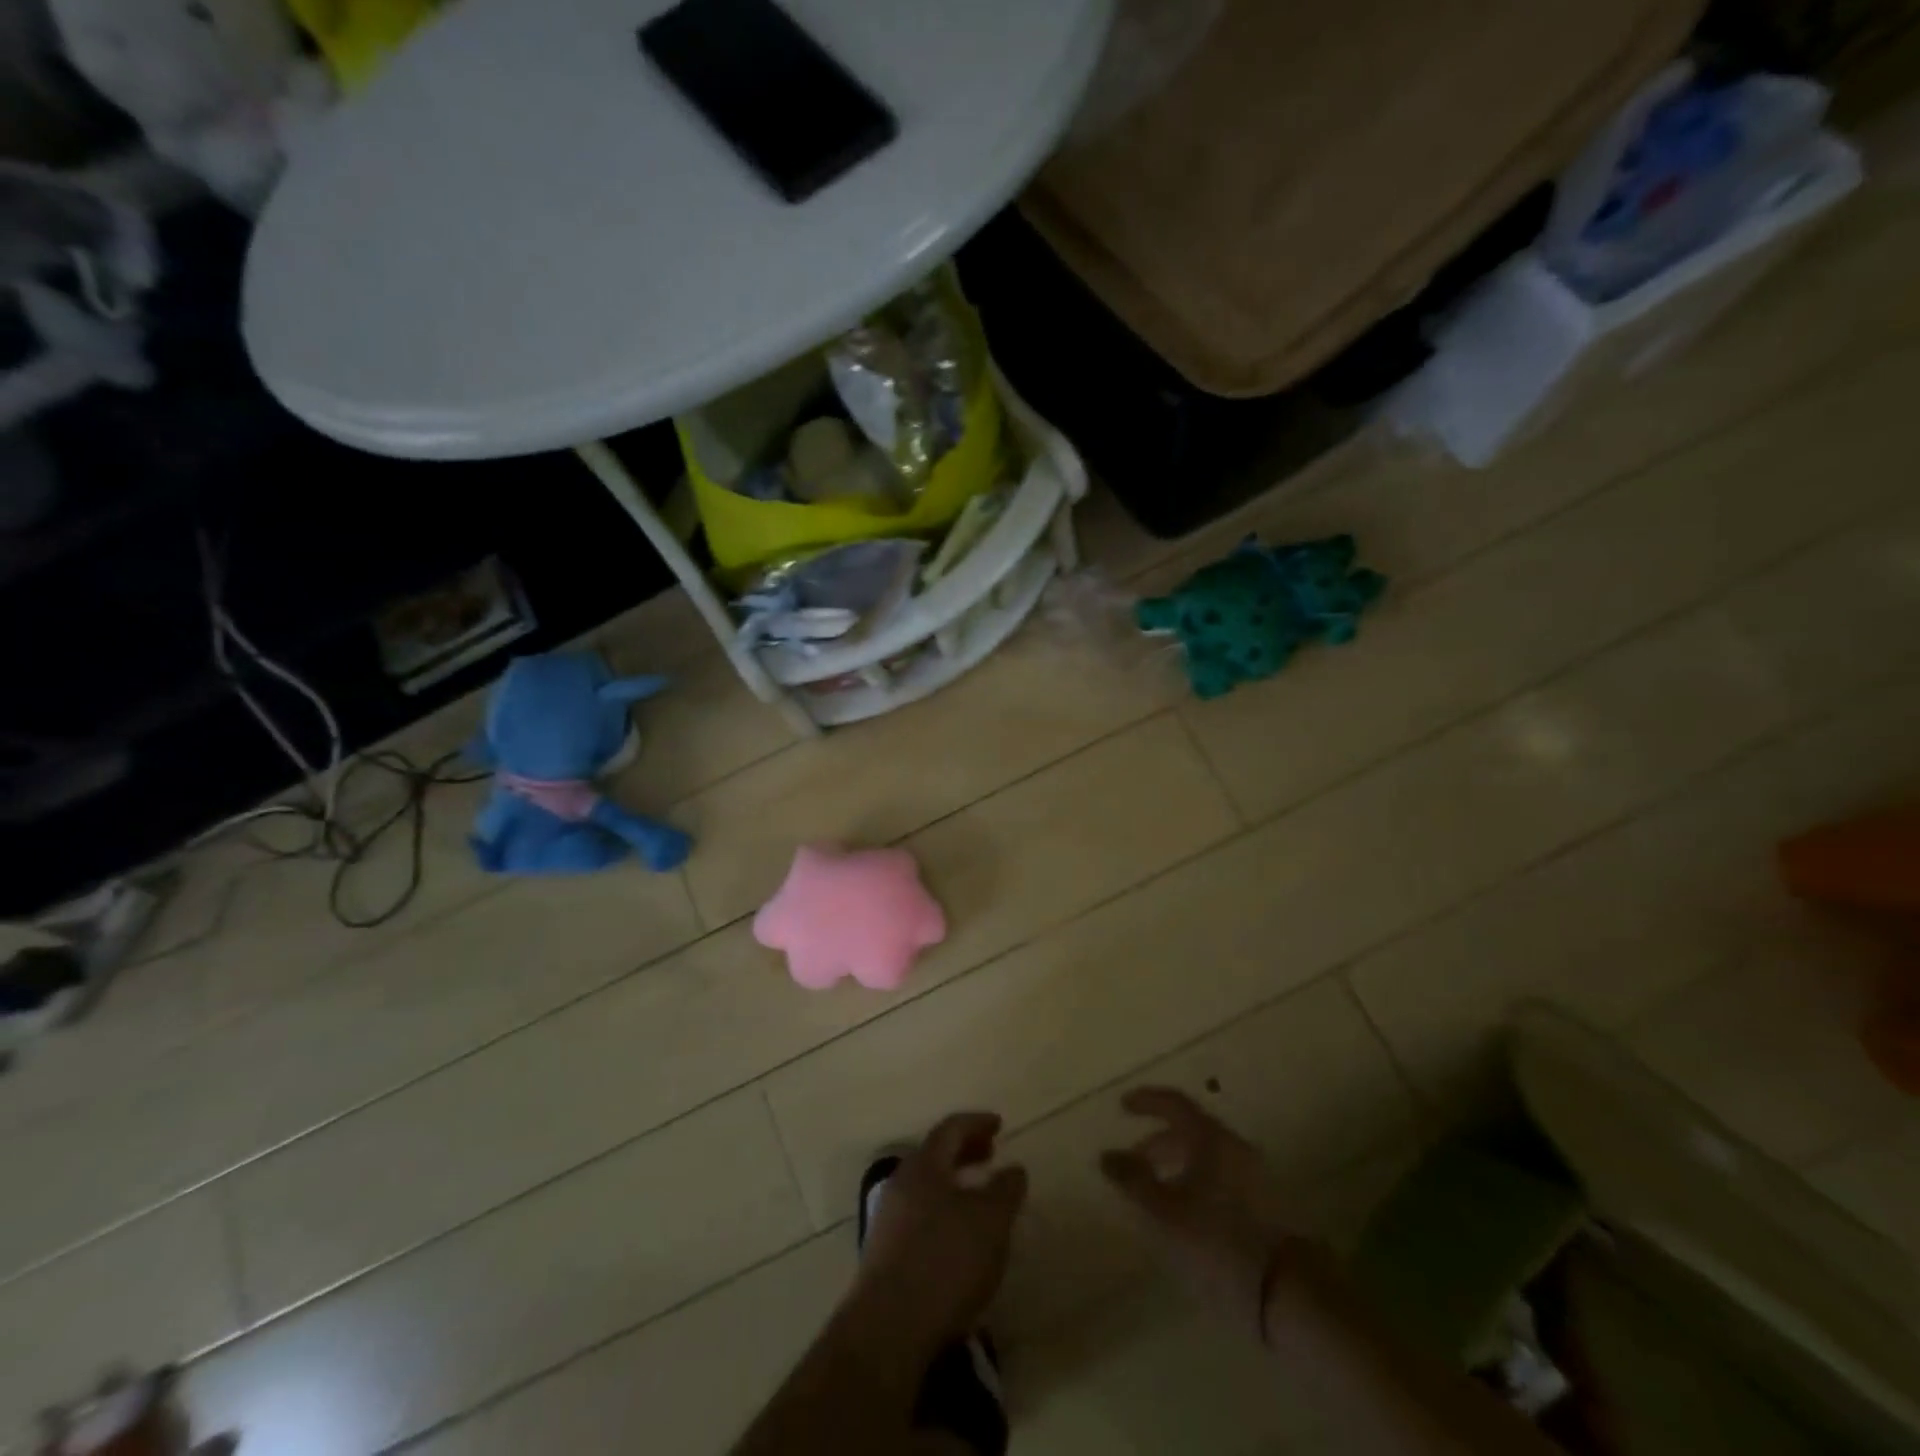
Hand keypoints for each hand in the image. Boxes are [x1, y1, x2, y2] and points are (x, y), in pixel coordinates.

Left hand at [852, 1112, 1027, 1352]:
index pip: (950, 1129)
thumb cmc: (945, 1261)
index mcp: (924, 1165)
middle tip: (990, 1155)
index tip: (999, 1124)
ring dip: (953, 1184)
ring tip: (979, 1199)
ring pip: (926, 1188)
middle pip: (935, 1155)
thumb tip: (1013, 1168)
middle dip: (964, 1151)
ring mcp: (888, 1221)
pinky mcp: (885, 1257)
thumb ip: (1005, 1190)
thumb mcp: (991, 1222)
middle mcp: (901, 1184)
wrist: (888, 1330)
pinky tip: (959, 1239)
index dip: (976, 1123)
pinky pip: (919, 1217)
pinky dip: (943, 1213)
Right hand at [1100, 1087, 1303, 1332]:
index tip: (1122, 1106)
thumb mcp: (1165, 1213)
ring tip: (1155, 1192)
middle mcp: (1235, 1147)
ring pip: (1207, 1156)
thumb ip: (1133, 1180)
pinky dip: (1196, 1180)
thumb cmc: (1218, 1243)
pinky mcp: (1266, 1204)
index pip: (1175, 1103)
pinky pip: (1221, 1176)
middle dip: (1158, 1141)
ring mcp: (1255, 1175)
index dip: (1147, 1101)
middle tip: (1132, 1159)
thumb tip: (1107, 1154)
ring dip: (1177, 1164)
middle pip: (1191, 1130)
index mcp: (1211, 1138)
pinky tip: (1185, 1211)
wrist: (1289, 1294)